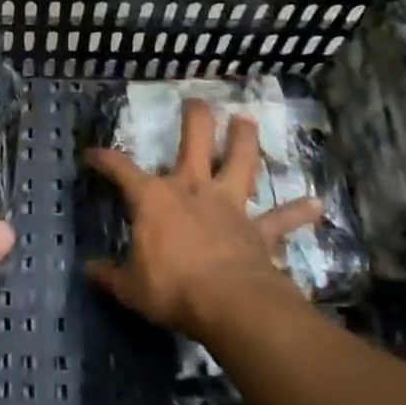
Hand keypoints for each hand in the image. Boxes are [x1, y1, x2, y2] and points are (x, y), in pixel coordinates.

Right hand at [84, 98, 319, 338]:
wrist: (230, 303)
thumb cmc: (172, 288)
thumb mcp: (130, 287)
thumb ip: (109, 276)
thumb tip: (89, 271)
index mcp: (154, 199)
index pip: (121, 169)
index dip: (104, 159)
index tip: (92, 154)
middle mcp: (192, 190)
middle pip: (194, 142)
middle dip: (195, 119)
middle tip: (196, 101)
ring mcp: (229, 206)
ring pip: (240, 162)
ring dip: (244, 141)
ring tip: (247, 121)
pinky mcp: (259, 230)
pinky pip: (281, 219)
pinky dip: (298, 212)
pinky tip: (317, 204)